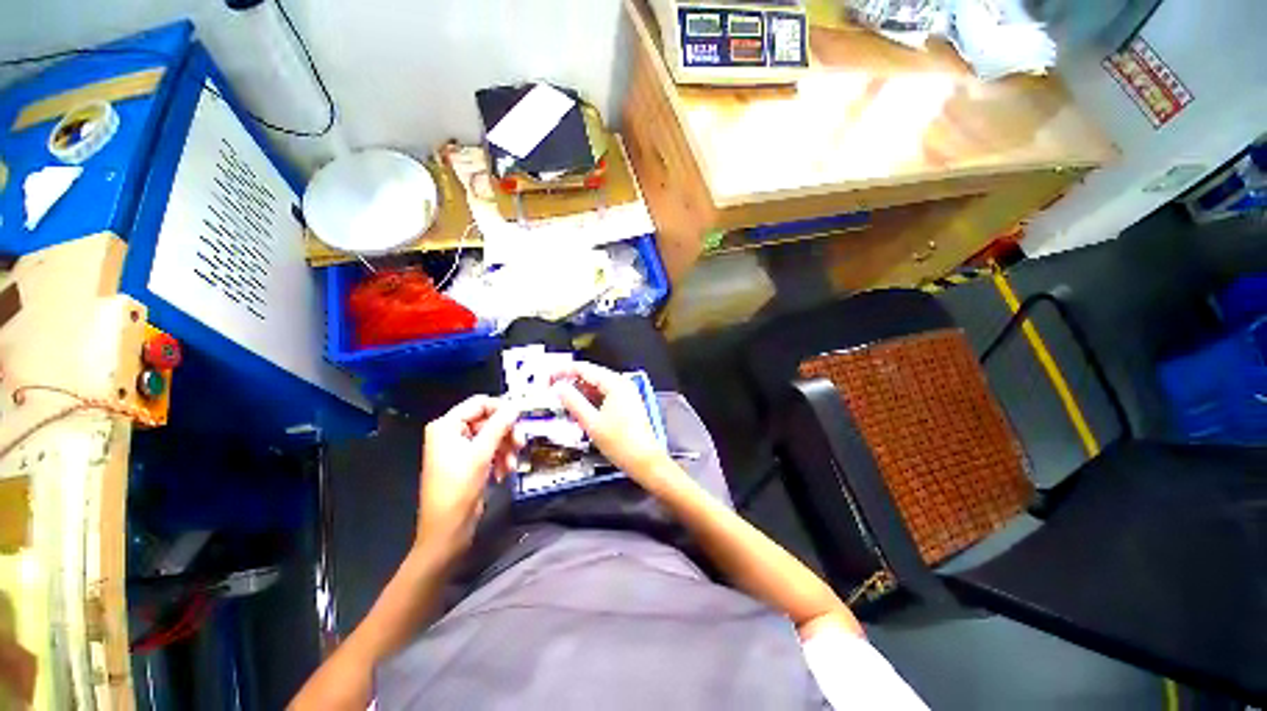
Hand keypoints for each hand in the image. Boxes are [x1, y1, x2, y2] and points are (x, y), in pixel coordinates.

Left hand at [416, 395, 519, 560]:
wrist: (447, 530)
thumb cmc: (459, 488)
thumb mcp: (481, 453)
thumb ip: (499, 425)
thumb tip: (515, 406)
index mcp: (447, 425)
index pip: (480, 403)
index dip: (502, 409)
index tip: (521, 420)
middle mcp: (451, 432)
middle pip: (488, 420)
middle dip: (506, 434)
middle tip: (521, 445)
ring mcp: (459, 448)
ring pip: (492, 436)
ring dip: (505, 449)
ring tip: (511, 465)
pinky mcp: (467, 462)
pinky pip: (489, 451)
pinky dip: (499, 459)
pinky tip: (502, 474)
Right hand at [551, 362, 672, 485]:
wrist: (645, 461)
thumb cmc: (620, 443)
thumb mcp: (591, 422)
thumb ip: (573, 402)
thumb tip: (559, 388)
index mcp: (615, 383)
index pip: (584, 368)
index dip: (563, 371)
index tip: (548, 379)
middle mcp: (622, 384)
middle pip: (591, 376)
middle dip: (571, 383)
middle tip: (553, 392)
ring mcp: (626, 394)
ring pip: (598, 387)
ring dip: (581, 393)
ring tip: (564, 404)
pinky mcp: (627, 404)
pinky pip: (605, 396)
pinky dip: (591, 401)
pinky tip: (580, 411)